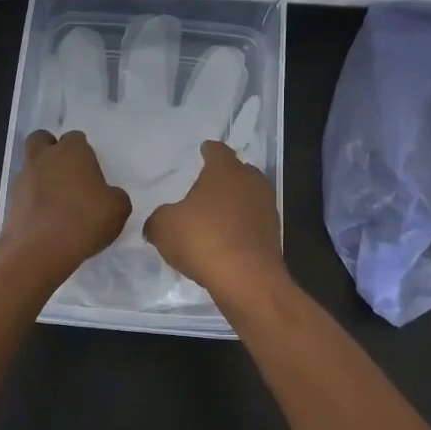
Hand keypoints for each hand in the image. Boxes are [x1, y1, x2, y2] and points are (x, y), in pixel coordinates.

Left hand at [0, 130, 130, 283]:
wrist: (39, 250)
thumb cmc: (84, 220)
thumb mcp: (118, 209)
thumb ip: (115, 196)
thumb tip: (107, 196)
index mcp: (72, 150)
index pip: (76, 138)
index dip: (84, 153)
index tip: (91, 173)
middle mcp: (44, 157)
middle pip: (42, 140)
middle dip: (52, 151)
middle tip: (68, 174)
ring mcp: (23, 178)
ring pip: (31, 166)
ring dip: (42, 177)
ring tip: (58, 203)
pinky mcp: (10, 201)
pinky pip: (24, 193)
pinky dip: (33, 200)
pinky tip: (47, 219)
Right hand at [144, 141, 284, 298]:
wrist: (246, 278)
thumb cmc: (202, 239)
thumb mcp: (163, 227)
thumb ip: (157, 219)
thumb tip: (158, 222)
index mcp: (225, 170)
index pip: (217, 151)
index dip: (208, 151)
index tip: (203, 151)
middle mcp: (251, 182)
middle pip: (238, 172)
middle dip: (223, 177)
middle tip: (206, 186)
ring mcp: (266, 208)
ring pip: (248, 197)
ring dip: (233, 204)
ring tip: (214, 215)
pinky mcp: (273, 235)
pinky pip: (252, 223)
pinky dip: (240, 227)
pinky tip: (225, 240)